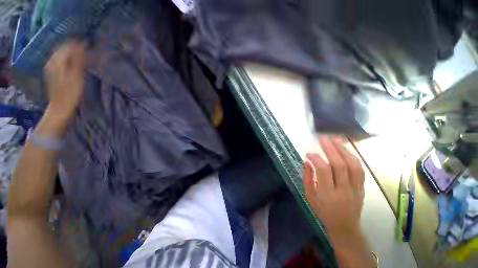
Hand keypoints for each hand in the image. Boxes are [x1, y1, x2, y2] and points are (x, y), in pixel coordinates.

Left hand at [35, 41, 84, 137]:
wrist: (60, 108)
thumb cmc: (70, 93)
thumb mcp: (76, 76)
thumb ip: (77, 60)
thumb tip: (81, 46)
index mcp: (57, 62)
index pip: (68, 46)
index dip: (78, 45)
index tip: (89, 45)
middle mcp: (52, 62)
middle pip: (63, 49)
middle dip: (75, 48)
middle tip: (88, 50)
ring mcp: (51, 68)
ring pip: (62, 55)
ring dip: (73, 54)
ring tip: (84, 56)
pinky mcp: (53, 74)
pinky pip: (61, 61)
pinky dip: (70, 60)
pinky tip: (75, 63)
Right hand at [303, 136, 364, 245]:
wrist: (345, 227)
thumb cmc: (323, 211)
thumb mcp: (309, 196)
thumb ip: (307, 178)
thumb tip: (307, 161)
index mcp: (328, 194)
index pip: (324, 171)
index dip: (316, 158)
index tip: (309, 153)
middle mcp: (344, 189)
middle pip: (340, 165)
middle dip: (331, 148)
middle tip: (323, 137)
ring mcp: (356, 188)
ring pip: (353, 165)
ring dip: (344, 150)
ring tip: (335, 139)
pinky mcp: (362, 187)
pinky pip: (360, 169)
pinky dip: (353, 157)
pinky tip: (346, 149)